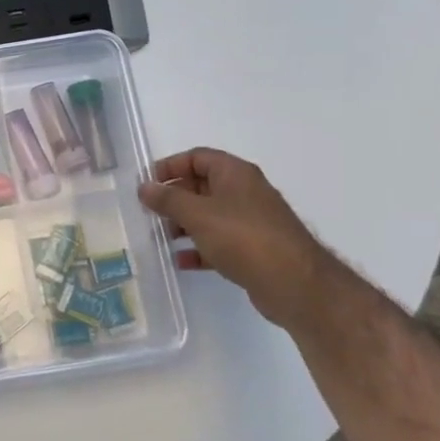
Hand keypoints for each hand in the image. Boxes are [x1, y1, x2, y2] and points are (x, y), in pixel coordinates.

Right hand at [138, 148, 336, 331]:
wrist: (295, 283)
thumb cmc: (243, 238)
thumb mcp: (198, 214)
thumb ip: (168, 199)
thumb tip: (145, 187)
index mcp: (235, 174)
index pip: (197, 157)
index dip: (170, 166)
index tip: (147, 184)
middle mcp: (245, 192)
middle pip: (202, 186)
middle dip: (174, 198)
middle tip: (150, 213)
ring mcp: (251, 222)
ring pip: (209, 215)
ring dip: (183, 224)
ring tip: (161, 238)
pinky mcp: (253, 249)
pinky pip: (219, 242)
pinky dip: (199, 248)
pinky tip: (181, 261)